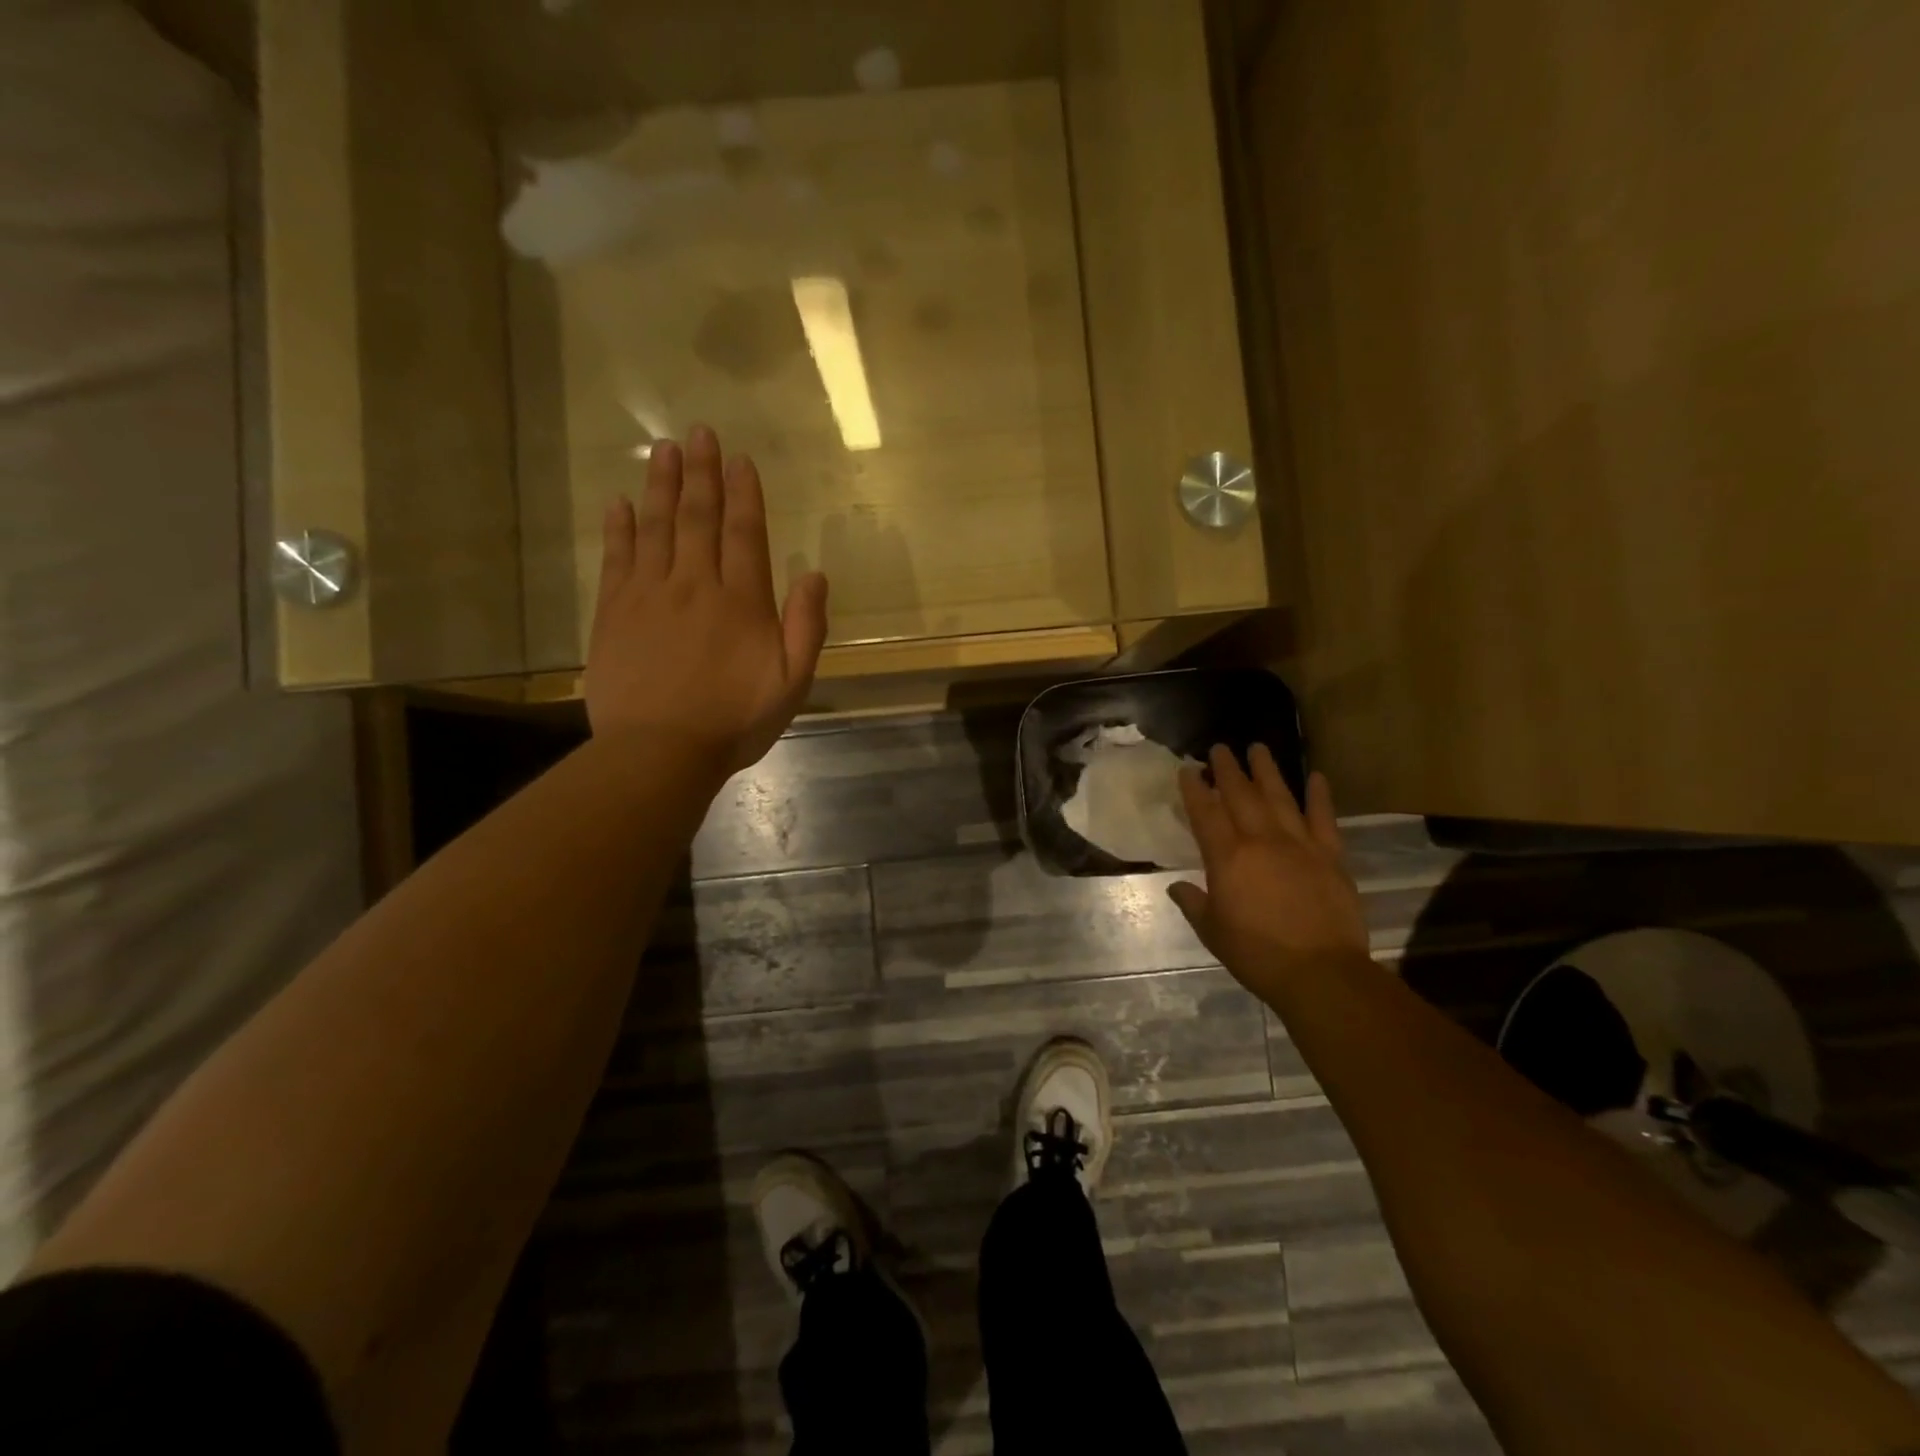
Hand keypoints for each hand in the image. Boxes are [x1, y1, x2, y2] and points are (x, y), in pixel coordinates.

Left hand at [585, 425, 828, 775]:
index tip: (740, 460)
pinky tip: (620, 502)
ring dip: (661, 486)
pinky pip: (616, 558)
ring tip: (663, 450)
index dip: (744, 494)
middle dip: (702, 473)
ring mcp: (649, 595)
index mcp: (741, 601)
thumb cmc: (734, 722)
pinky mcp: (614, 612)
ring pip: (657, 527)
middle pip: (698, 518)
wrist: (660, 752)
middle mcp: (695, 585)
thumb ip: (806, 627)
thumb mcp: (792, 683)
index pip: (744, 533)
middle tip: (698, 433)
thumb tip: (816, 575)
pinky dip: (619, 528)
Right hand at [1169, 746, 1369, 1002]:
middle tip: (1219, 748)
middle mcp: (1261, 841)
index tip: (1187, 769)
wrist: (1320, 972)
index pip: (1206, 814)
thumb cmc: (1257, 954)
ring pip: (1280, 798)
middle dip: (1227, 770)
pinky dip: (1320, 797)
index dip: (1194, 790)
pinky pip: (1324, 819)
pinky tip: (1317, 777)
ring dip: (1267, 771)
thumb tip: (1177, 886)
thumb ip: (1194, 903)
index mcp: (1227, 858)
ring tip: (1258, 748)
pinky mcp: (1330, 856)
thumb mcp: (1213, 932)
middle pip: (1241, 796)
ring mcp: (1299, 845)